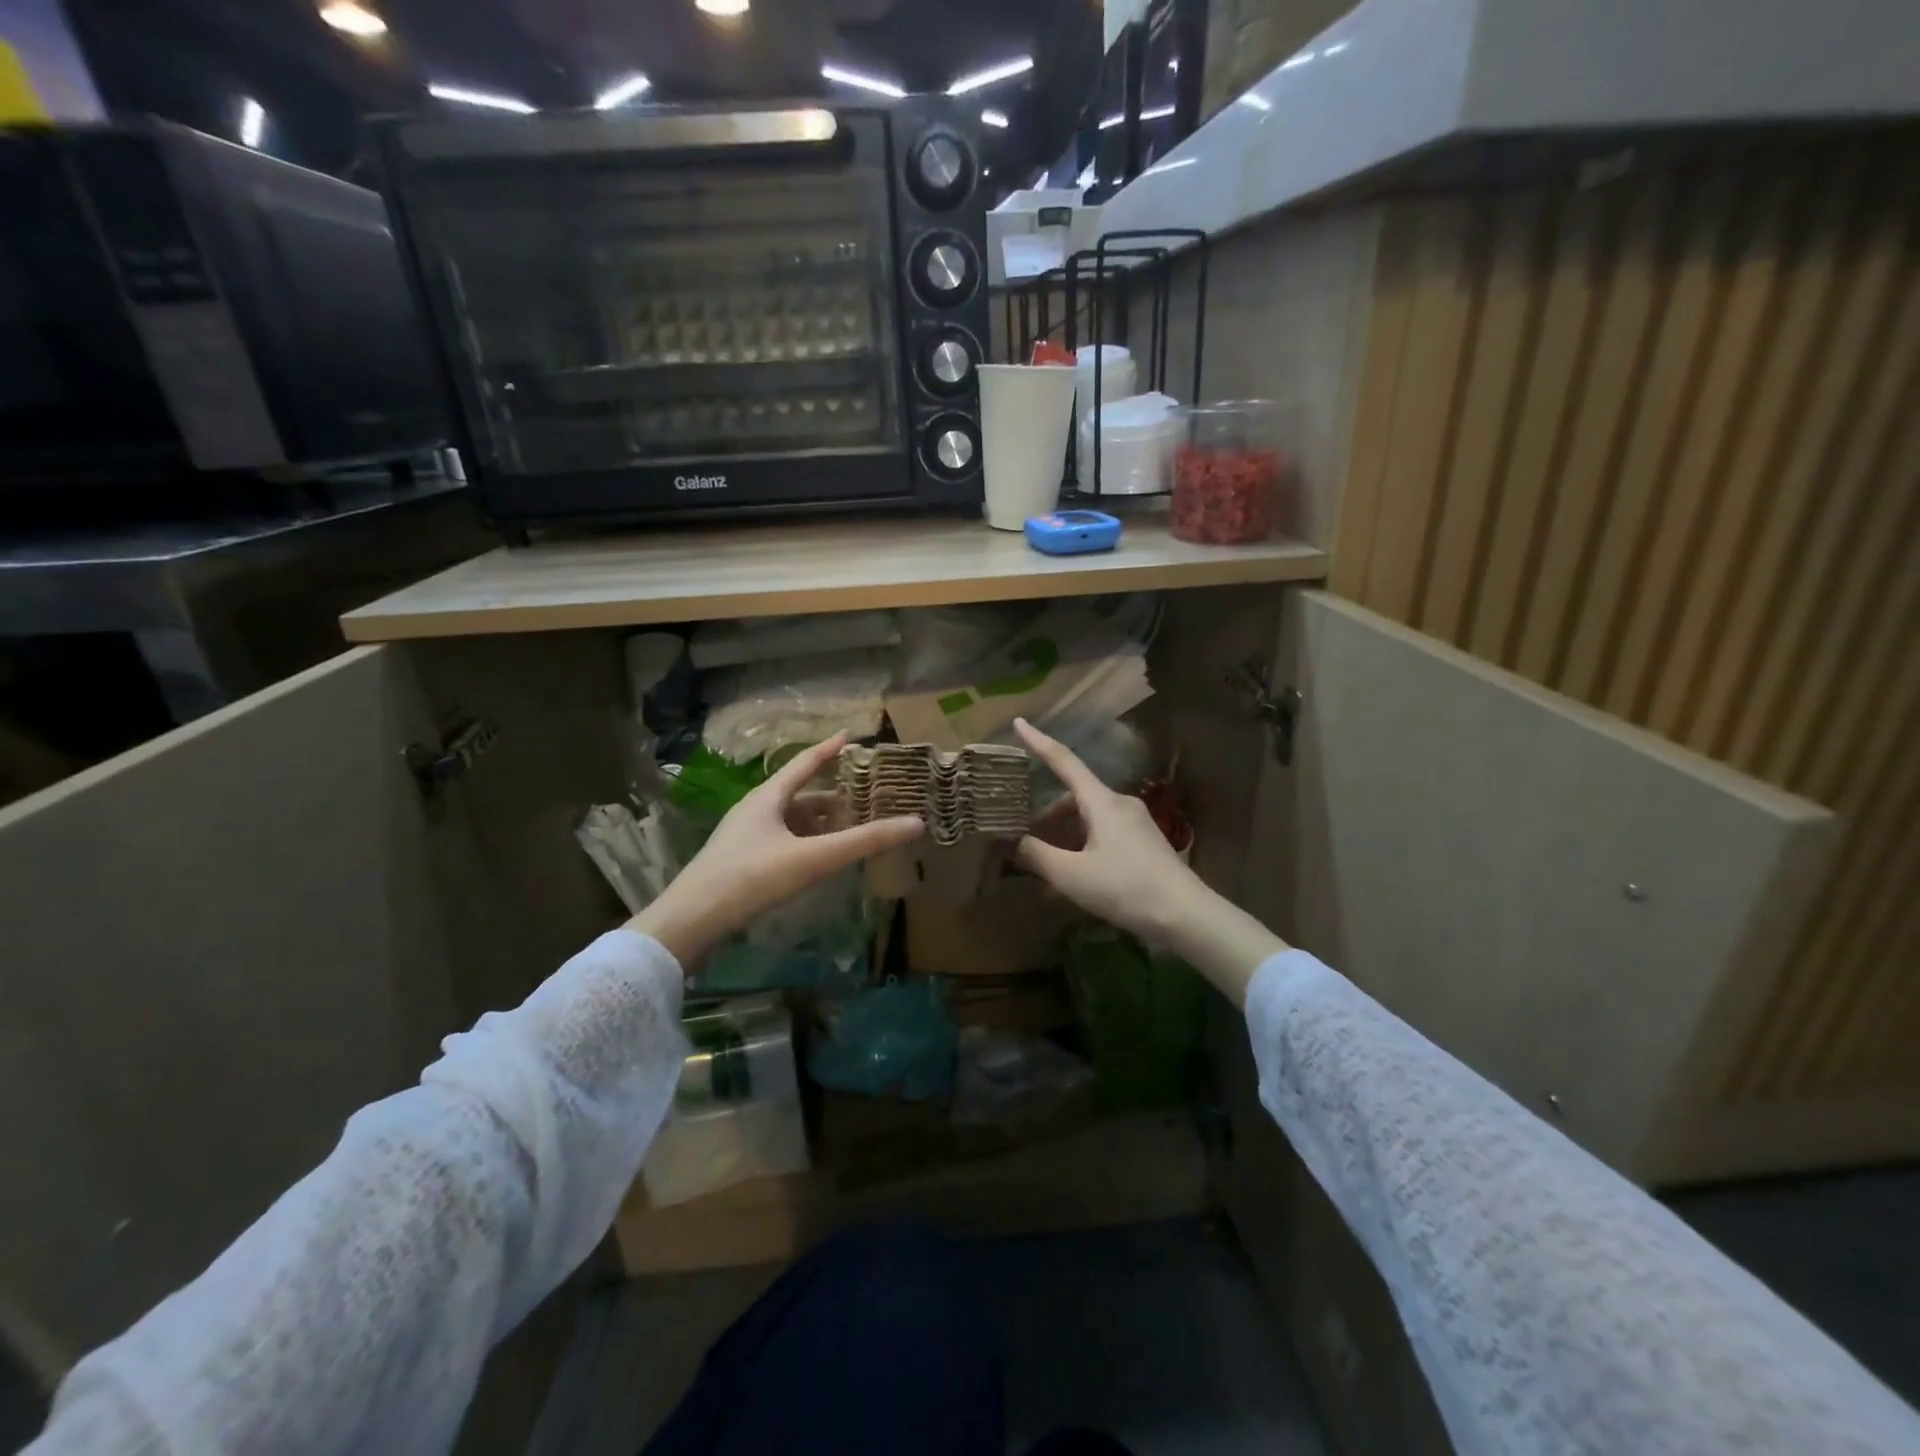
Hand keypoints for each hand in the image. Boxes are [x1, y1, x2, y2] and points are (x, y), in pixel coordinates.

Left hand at [630, 733, 922, 966]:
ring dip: (820, 822)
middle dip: (833, 794)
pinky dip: (806, 843)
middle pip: (800, 794)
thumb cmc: (752, 878)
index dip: (830, 749)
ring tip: (850, 828)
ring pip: (791, 820)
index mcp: (768, 797)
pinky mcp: (742, 862)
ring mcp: (746, 837)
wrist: (691, 921)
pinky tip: (820, 859)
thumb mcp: (814, 858)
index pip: (805, 763)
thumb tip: (915, 823)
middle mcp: (756, 810)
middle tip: (866, 796)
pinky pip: (783, 842)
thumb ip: (864, 842)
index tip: (852, 735)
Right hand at [1011, 718, 1285, 1005]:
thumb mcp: (1071, 875)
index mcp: (1101, 801)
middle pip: (1073, 796)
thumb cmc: (1125, 888)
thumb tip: (1012, 841)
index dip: (1038, 742)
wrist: (1185, 915)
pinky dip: (1083, 843)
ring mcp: (1136, 821)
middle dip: (1046, 814)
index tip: (1019, 722)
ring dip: (1065, 833)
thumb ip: (1036, 855)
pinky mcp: (1145, 841)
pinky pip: (1104, 831)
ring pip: (1089, 817)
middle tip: (1023, 839)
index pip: (1063, 761)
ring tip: (1047, 864)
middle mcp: (1120, 803)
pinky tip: (1076, 872)